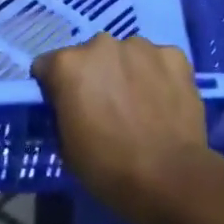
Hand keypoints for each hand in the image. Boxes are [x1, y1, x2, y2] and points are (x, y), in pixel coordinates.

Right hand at [32, 33, 219, 223]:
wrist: (170, 178)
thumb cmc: (108, 168)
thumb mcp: (66, 145)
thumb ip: (63, 110)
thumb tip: (71, 103)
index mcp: (69, 64)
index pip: (49, 65)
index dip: (56, 86)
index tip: (67, 107)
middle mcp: (102, 44)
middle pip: (91, 56)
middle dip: (95, 75)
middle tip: (107, 106)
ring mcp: (141, 46)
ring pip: (127, 54)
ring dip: (128, 72)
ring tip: (140, 105)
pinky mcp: (174, 55)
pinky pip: (159, 60)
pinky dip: (159, 76)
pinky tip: (165, 102)